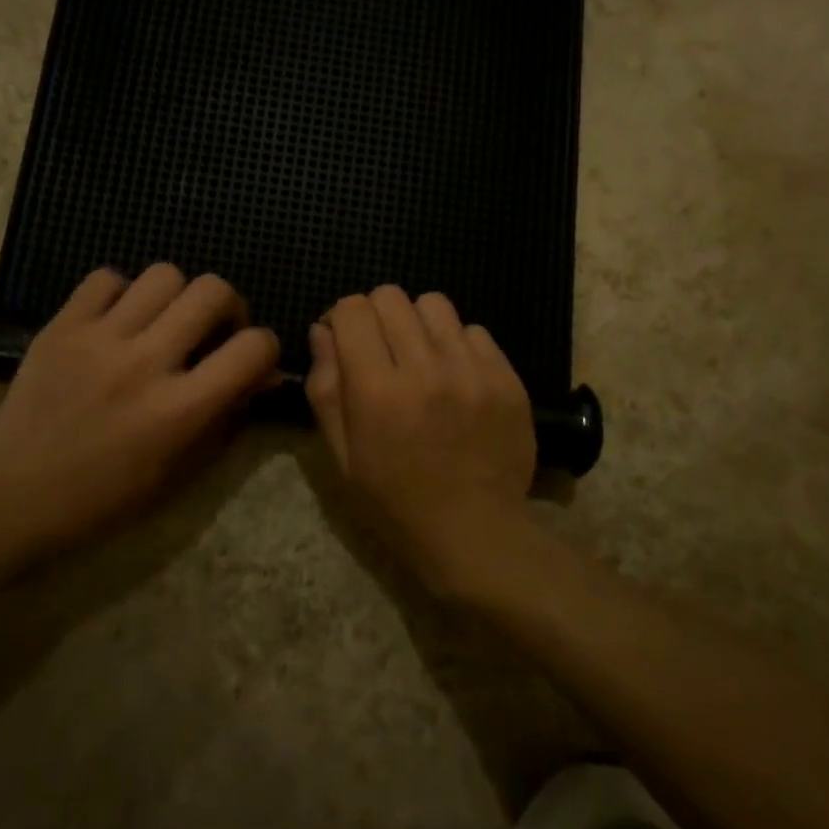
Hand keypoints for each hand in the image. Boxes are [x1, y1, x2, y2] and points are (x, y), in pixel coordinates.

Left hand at [0, 265, 278, 561]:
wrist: (13, 492)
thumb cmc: (105, 496)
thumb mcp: (179, 470)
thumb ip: (227, 417)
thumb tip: (263, 375)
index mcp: (180, 409)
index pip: (253, 347)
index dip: (265, 347)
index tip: (250, 359)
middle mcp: (146, 363)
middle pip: (212, 290)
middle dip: (227, 306)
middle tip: (211, 330)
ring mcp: (100, 338)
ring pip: (164, 274)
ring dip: (176, 296)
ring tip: (161, 322)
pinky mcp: (62, 325)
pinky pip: (106, 278)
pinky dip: (120, 293)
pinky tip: (116, 321)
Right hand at [306, 286, 536, 594]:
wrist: (474, 532)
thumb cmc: (394, 502)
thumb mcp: (341, 456)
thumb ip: (326, 388)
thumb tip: (322, 331)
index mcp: (377, 391)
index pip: (353, 309)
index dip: (342, 318)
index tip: (346, 343)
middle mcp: (425, 368)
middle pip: (391, 297)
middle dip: (376, 316)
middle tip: (381, 350)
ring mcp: (471, 370)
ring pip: (435, 304)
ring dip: (418, 323)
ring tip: (421, 357)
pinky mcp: (506, 377)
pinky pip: (475, 331)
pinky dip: (457, 345)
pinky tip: (456, 377)